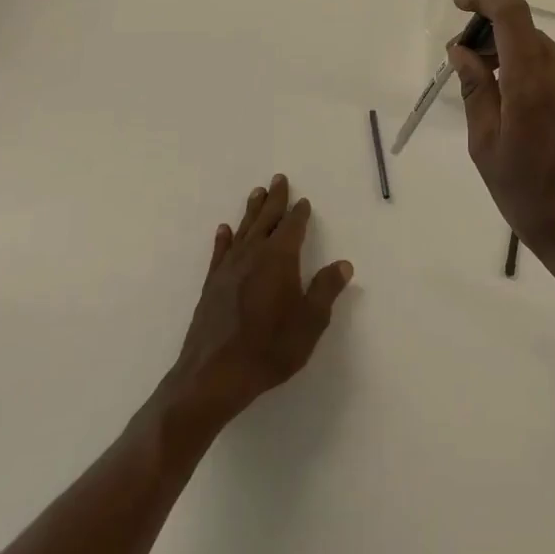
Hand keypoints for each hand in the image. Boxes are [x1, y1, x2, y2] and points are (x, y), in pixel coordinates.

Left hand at [165, 174, 352, 427]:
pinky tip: (224, 230)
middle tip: (278, 179)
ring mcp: (229, 269)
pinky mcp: (211, 285)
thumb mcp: (310, 322)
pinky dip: (224, 238)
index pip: (292, 227)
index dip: (299, 214)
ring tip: (256, 192)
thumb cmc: (269, 348)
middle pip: (266, 219)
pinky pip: (221, 252)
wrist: (214, 375)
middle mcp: (253, 255)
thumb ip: (325, 290)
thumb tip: (343, 264)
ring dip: (251, 211)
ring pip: (243, 230)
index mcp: (279, 259)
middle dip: (274, 200)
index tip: (303, 201)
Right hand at [448, 0, 554, 295]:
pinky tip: (509, 101)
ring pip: (538, 48)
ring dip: (507, 51)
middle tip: (460, 61)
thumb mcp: (487, 145)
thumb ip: (475, 90)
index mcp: (533, 80)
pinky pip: (552, 68)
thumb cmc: (530, 197)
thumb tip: (461, 50)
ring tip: (481, 85)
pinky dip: (525, 68)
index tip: (458, 5)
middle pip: (524, 29)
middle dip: (488, 31)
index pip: (511, 14)